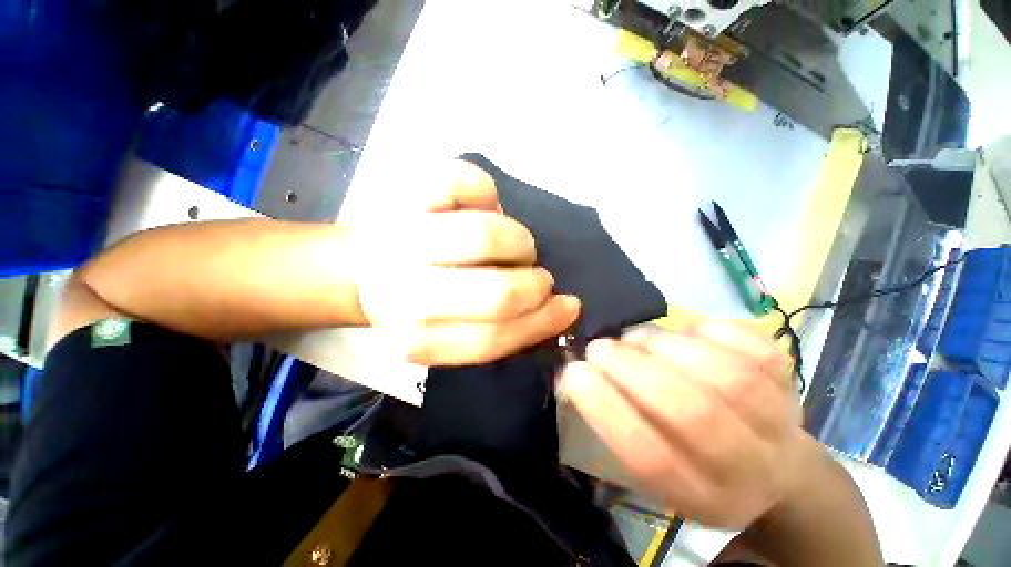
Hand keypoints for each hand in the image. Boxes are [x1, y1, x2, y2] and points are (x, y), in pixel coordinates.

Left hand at [355, 159, 580, 365]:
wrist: (358, 266)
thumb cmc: (416, 301)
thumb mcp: (451, 334)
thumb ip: (494, 332)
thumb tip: (546, 307)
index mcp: (411, 334)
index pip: (489, 339)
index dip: (538, 325)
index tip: (565, 309)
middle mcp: (398, 289)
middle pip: (495, 293)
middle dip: (532, 287)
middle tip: (540, 280)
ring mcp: (399, 232)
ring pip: (486, 236)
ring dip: (518, 243)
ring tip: (518, 248)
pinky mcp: (404, 188)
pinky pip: (466, 183)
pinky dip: (486, 192)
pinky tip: (485, 207)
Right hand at [558, 321, 803, 527]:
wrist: (773, 465)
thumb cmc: (692, 462)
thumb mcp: (652, 467)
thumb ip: (610, 423)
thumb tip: (572, 373)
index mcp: (703, 496)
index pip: (651, 457)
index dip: (605, 408)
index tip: (575, 372)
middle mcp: (749, 466)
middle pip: (693, 412)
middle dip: (632, 368)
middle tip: (599, 347)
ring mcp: (780, 419)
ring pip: (725, 374)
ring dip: (664, 344)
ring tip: (637, 339)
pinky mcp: (789, 378)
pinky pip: (750, 343)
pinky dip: (706, 329)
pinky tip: (684, 333)